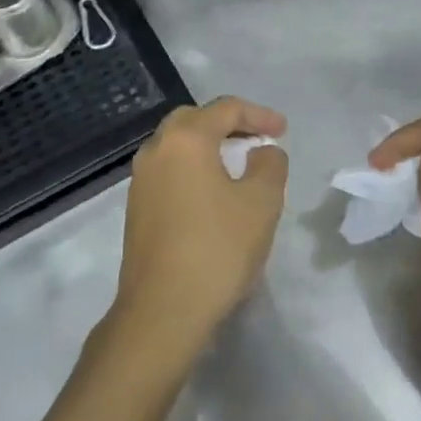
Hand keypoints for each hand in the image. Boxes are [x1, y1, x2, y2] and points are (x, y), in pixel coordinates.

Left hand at [110, 97, 288, 367]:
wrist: (162, 311)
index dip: (259, 115)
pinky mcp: (136, 207)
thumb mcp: (261, 204)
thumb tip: (262, 151)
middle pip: (194, 119)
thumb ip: (270, 165)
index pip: (225, 109)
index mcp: (186, 139)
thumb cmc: (217, 250)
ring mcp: (141, 179)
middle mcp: (157, 149)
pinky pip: (169, 169)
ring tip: (239, 164)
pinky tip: (213, 192)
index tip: (283, 131)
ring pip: (177, 145)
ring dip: (209, 145)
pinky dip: (193, 167)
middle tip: (258, 139)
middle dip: (229, 123)